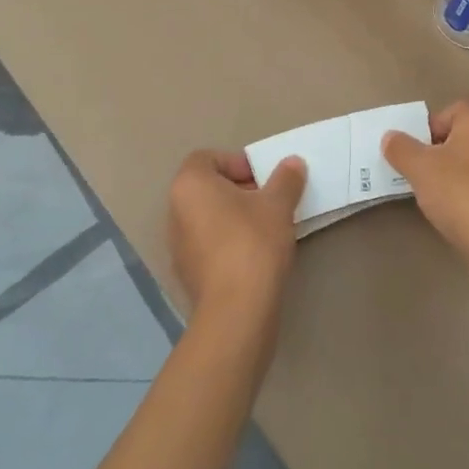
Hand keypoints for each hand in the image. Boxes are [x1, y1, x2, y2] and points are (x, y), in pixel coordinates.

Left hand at [169, 149, 306, 321]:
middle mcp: (175, 210)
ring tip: (266, 228)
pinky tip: (255, 255)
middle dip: (239, 190)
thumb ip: (286, 179)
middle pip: (208, 188)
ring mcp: (177, 245)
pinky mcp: (187, 274)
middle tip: (270, 201)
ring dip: (235, 217)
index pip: (208, 158)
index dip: (237, 163)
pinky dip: (228, 243)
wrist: (237, 310)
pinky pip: (208, 245)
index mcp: (189, 185)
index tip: (263, 179)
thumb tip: (293, 163)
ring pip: (208, 218)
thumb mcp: (278, 204)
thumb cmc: (253, 243)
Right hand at [383, 101, 468, 287]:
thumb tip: (390, 137)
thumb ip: (400, 147)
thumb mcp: (418, 167)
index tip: (416, 158)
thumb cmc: (459, 192)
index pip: (447, 113)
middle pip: (462, 134)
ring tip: (440, 192)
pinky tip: (460, 205)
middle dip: (441, 150)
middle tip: (424, 173)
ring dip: (456, 169)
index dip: (426, 133)